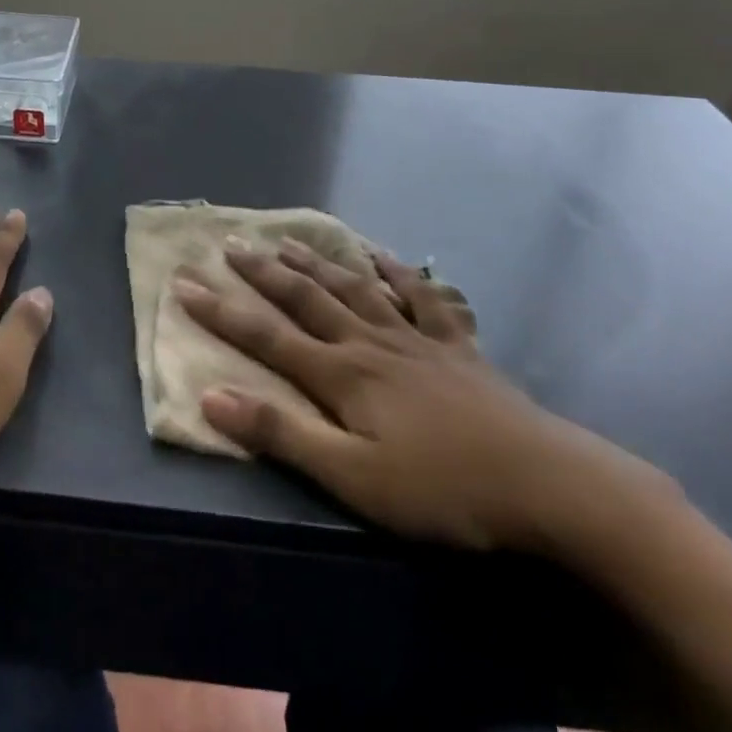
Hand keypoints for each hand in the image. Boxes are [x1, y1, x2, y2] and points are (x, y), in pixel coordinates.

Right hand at [176, 241, 652, 551]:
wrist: (547, 484)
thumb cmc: (443, 490)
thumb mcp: (354, 478)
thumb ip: (283, 434)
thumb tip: (212, 395)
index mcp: (341, 374)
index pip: (266, 334)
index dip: (221, 309)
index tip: (183, 282)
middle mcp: (370, 342)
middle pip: (307, 298)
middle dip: (263, 273)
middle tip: (230, 244)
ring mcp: (415, 338)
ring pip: (355, 288)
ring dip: (317, 263)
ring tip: (287, 241)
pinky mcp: (456, 345)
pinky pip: (422, 296)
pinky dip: (399, 272)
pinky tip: (384, 256)